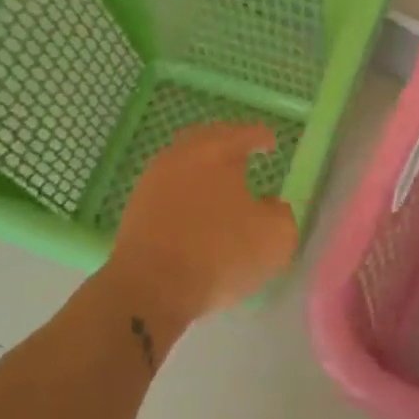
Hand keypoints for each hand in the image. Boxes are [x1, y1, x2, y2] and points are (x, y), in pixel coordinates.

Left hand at [106, 122, 298, 327]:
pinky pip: (167, 184)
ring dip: (202, 164)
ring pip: (183, 159)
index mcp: (218, 152)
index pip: (246, 133)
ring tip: (218, 181)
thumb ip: (281, 214)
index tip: (271, 144)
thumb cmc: (220, 254)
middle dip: (228, 141)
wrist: (151, 285)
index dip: (262, 136)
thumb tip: (270, 205)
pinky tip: (193, 206)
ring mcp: (154, 178)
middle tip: (242, 152)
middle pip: (208, 137)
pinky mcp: (137, 203)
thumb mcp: (275, 238)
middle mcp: (183, 155)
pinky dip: (184, 187)